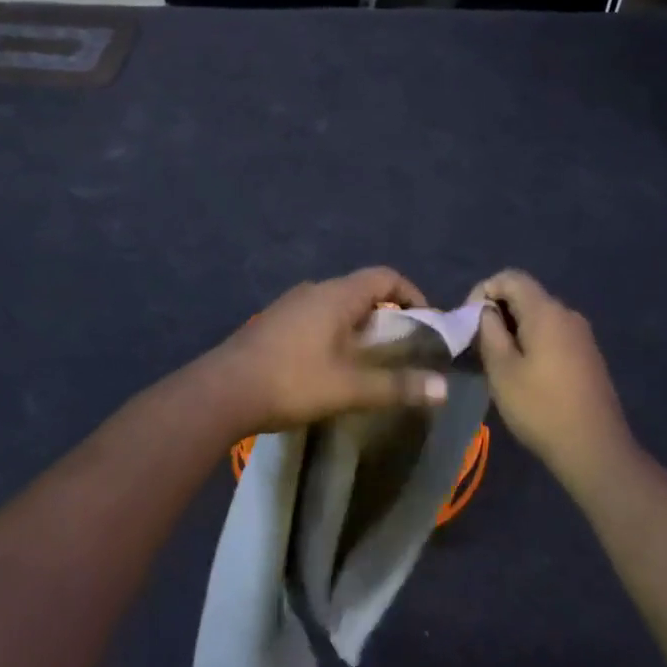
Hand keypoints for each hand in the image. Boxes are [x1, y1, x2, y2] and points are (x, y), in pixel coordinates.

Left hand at [206, 267, 448, 437]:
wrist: (223, 391)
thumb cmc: (293, 381)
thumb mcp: (350, 388)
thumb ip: (397, 386)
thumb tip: (443, 388)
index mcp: (338, 294)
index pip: (386, 276)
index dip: (412, 293)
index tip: (426, 323)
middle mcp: (316, 290)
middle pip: (363, 290)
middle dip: (388, 314)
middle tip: (402, 348)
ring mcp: (291, 304)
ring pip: (338, 305)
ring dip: (360, 326)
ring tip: (370, 360)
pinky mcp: (275, 322)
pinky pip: (317, 317)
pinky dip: (336, 333)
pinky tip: (331, 366)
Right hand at [472, 270, 632, 487]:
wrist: (596, 450)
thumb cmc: (541, 408)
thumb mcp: (502, 370)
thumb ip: (489, 331)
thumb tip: (486, 311)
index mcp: (546, 311)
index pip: (510, 277)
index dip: (484, 290)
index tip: (469, 320)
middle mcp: (567, 314)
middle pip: (526, 295)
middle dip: (498, 311)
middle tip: (479, 343)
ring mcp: (582, 335)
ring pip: (540, 316)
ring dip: (515, 329)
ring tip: (498, 360)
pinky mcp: (588, 356)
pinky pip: (554, 334)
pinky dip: (533, 341)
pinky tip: (525, 372)